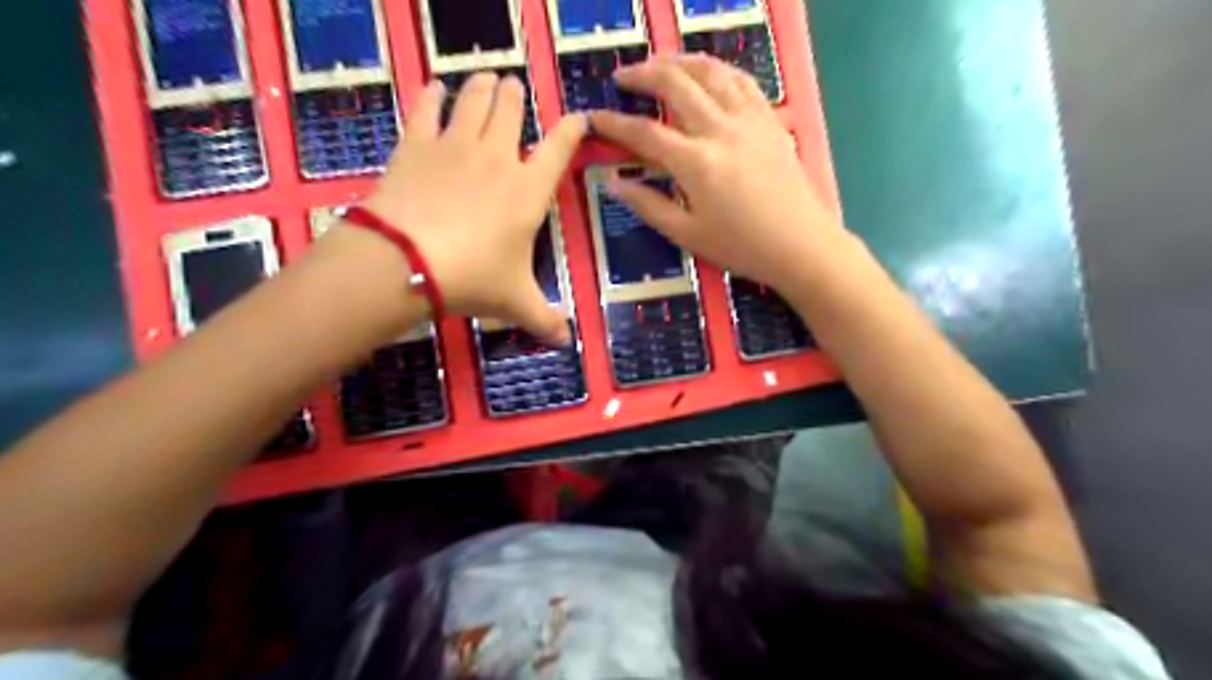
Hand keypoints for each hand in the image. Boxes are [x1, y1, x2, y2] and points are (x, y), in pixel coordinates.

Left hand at [359, 72, 587, 345]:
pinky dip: (433, 93)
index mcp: (529, 190)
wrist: (407, 261)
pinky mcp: (417, 143)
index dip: (572, 128)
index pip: (560, 147)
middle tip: (514, 89)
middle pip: (512, 109)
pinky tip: (436, 87)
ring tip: (487, 78)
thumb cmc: (472, 278)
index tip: (578, 118)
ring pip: (475, 99)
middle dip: (516, 96)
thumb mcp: (514, 302)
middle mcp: (498, 157)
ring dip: (484, 86)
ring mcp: (456, 145)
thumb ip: (544, 318)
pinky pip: (427, 107)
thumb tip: (567, 341)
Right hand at [593, 53, 844, 293]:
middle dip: (643, 74)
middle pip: (676, 83)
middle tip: (623, 78)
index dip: (614, 123)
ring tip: (660, 64)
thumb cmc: (741, 247)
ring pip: (710, 71)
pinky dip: (718, 69)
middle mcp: (720, 129)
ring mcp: (749, 119)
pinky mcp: (770, 120)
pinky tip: (708, 73)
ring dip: (680, 61)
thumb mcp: (687, 234)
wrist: (801, 245)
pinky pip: (742, 80)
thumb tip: (613, 183)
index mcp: (695, 162)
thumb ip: (648, 205)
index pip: (644, 132)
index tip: (593, 116)